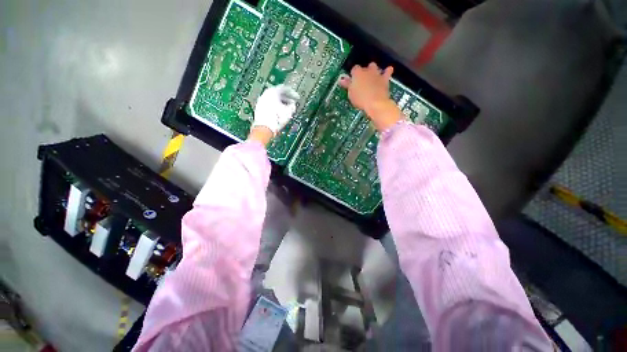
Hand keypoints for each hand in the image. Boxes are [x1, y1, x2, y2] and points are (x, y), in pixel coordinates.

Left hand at [249, 84, 299, 145]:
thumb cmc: (276, 119)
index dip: (293, 93)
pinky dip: (276, 107)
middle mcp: (265, 94)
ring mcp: (261, 102)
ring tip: (287, 110)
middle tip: (292, 104)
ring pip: (273, 99)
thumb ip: (292, 106)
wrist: (264, 129)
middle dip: (286, 99)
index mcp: (272, 92)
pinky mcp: (259, 109)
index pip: (284, 88)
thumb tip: (292, 106)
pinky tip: (280, 114)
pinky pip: (269, 105)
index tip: (297, 98)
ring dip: (281, 104)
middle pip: (278, 93)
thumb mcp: (288, 112)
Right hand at [339, 63, 401, 130]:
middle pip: (364, 67)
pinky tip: (388, 71)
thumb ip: (347, 85)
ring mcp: (376, 74)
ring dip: (373, 70)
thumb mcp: (350, 93)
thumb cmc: (361, 99)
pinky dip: (387, 71)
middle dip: (363, 72)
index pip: (354, 69)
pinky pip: (388, 71)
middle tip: (361, 81)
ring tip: (371, 76)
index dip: (353, 75)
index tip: (352, 81)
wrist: (375, 103)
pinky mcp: (385, 79)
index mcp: (357, 73)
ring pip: (374, 67)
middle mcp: (367, 70)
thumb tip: (341, 80)